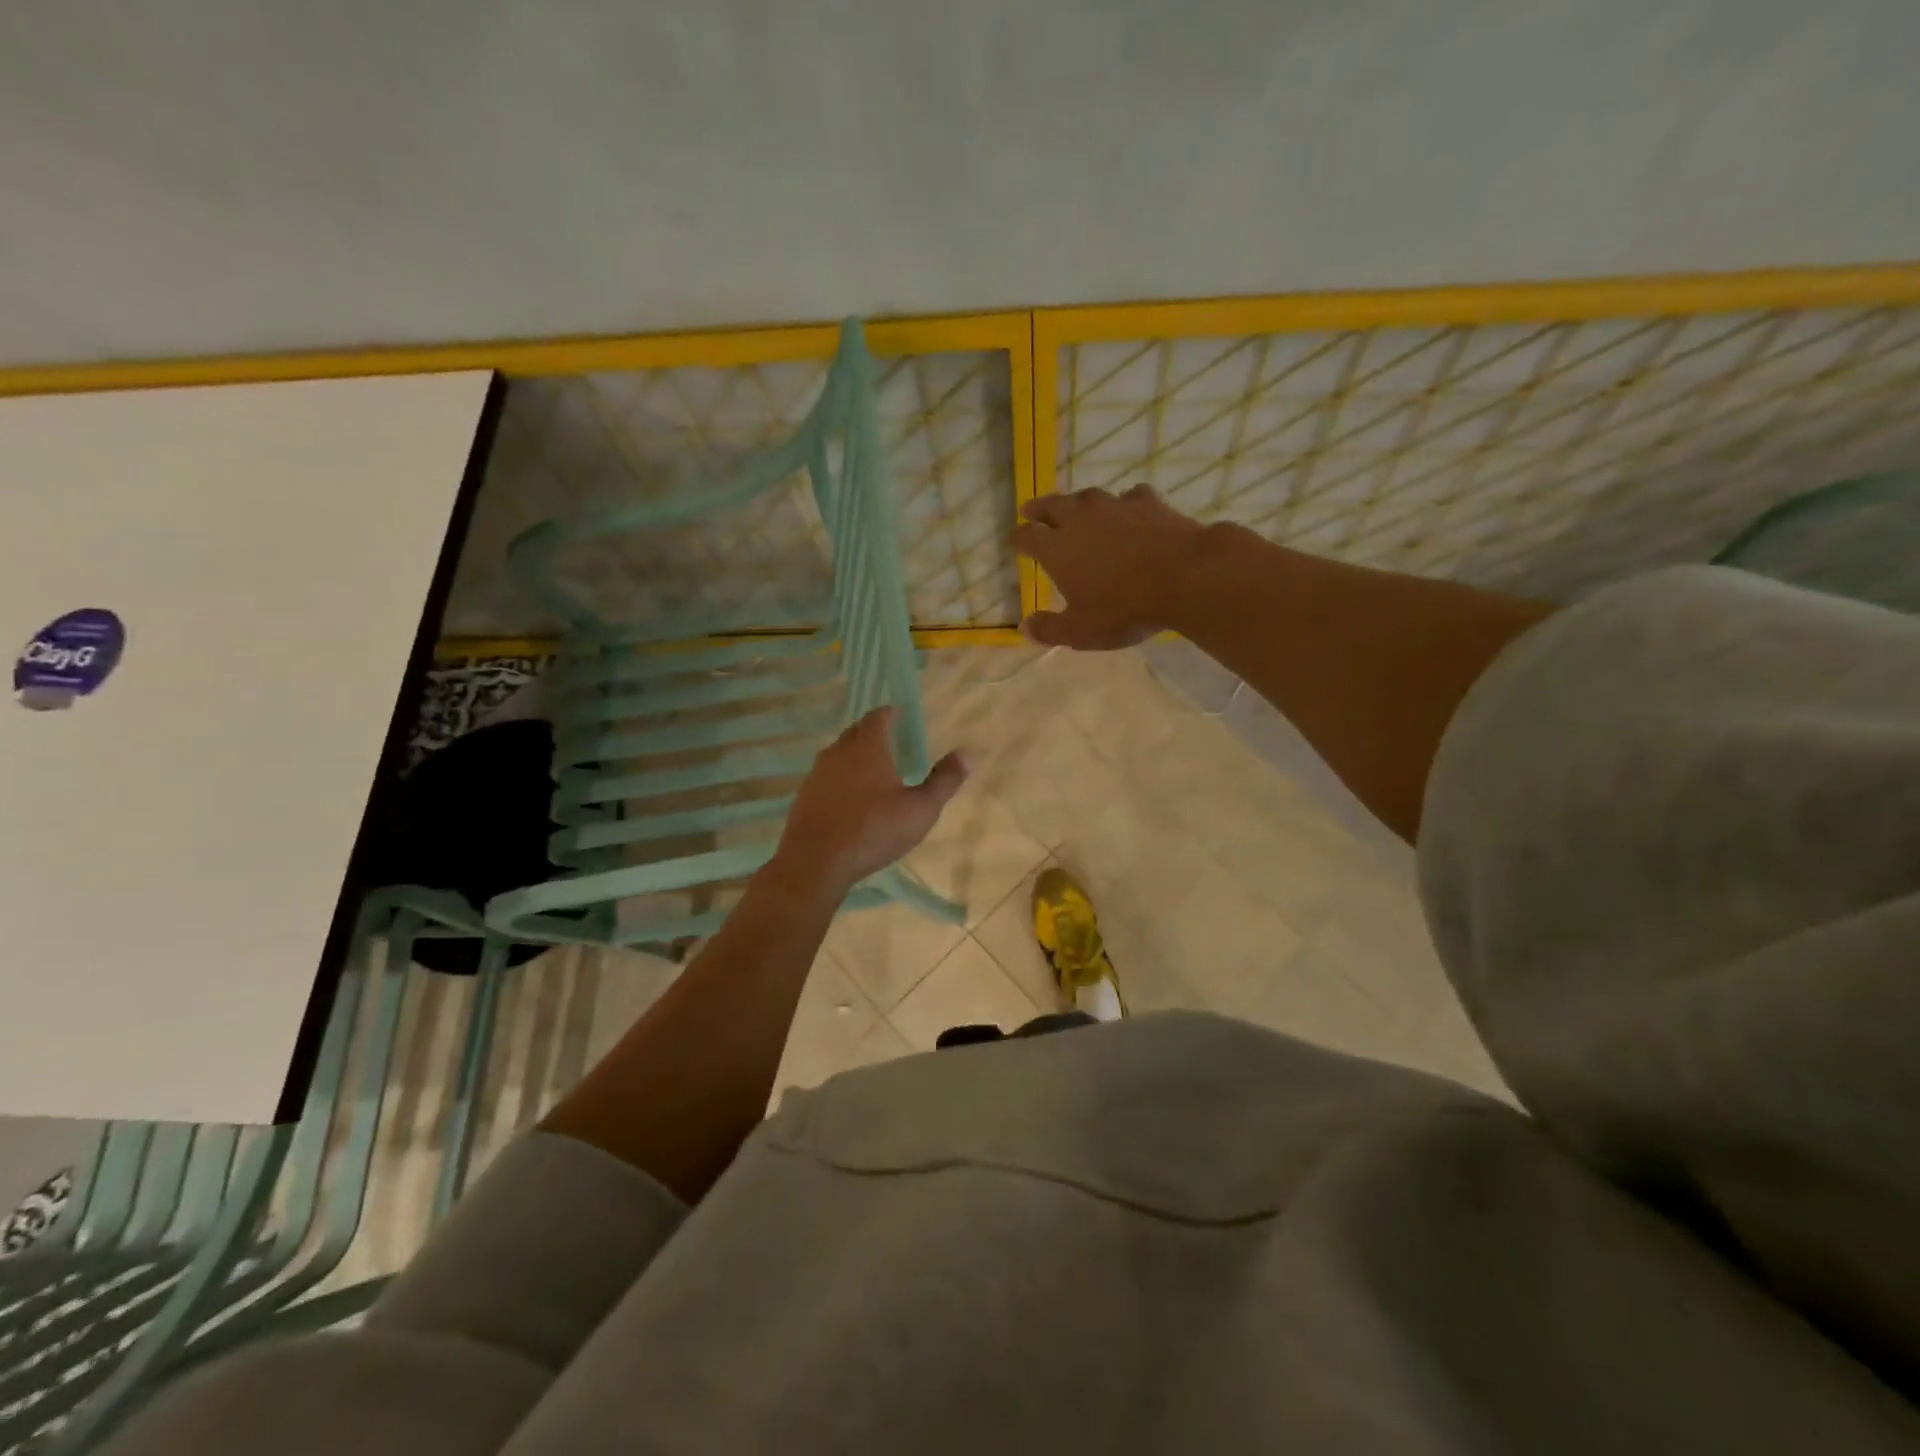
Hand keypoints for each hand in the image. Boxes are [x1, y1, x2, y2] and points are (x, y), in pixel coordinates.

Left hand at [772, 708, 968, 896]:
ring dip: (853, 754)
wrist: (816, 861)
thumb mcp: (920, 809)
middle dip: (871, 731)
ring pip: (837, 753)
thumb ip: (943, 780)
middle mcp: (839, 752)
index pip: (877, 717)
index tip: (899, 715)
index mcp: (868, 747)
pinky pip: (825, 776)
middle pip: (855, 731)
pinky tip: (847, 796)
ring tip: (870, 767)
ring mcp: (817, 774)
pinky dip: (839, 777)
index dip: (889, 713)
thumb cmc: (874, 830)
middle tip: (889, 739)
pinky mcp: (804, 795)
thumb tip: (966, 754)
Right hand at [1011, 485, 1211, 648]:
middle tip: (1031, 511)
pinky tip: (1129, 511)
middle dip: (1038, 509)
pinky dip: (1123, 504)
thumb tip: (1025, 626)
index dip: (1017, 539)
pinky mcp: (1147, 502)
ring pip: (1087, 496)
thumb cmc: (1123, 608)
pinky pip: (1129, 497)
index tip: (1013, 541)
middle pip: (1050, 505)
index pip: (1026, 536)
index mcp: (1056, 548)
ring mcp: (1114, 505)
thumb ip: (1050, 629)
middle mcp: (1079, 519)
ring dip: (1077, 503)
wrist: (1184, 576)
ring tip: (1076, 509)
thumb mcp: (1081, 631)